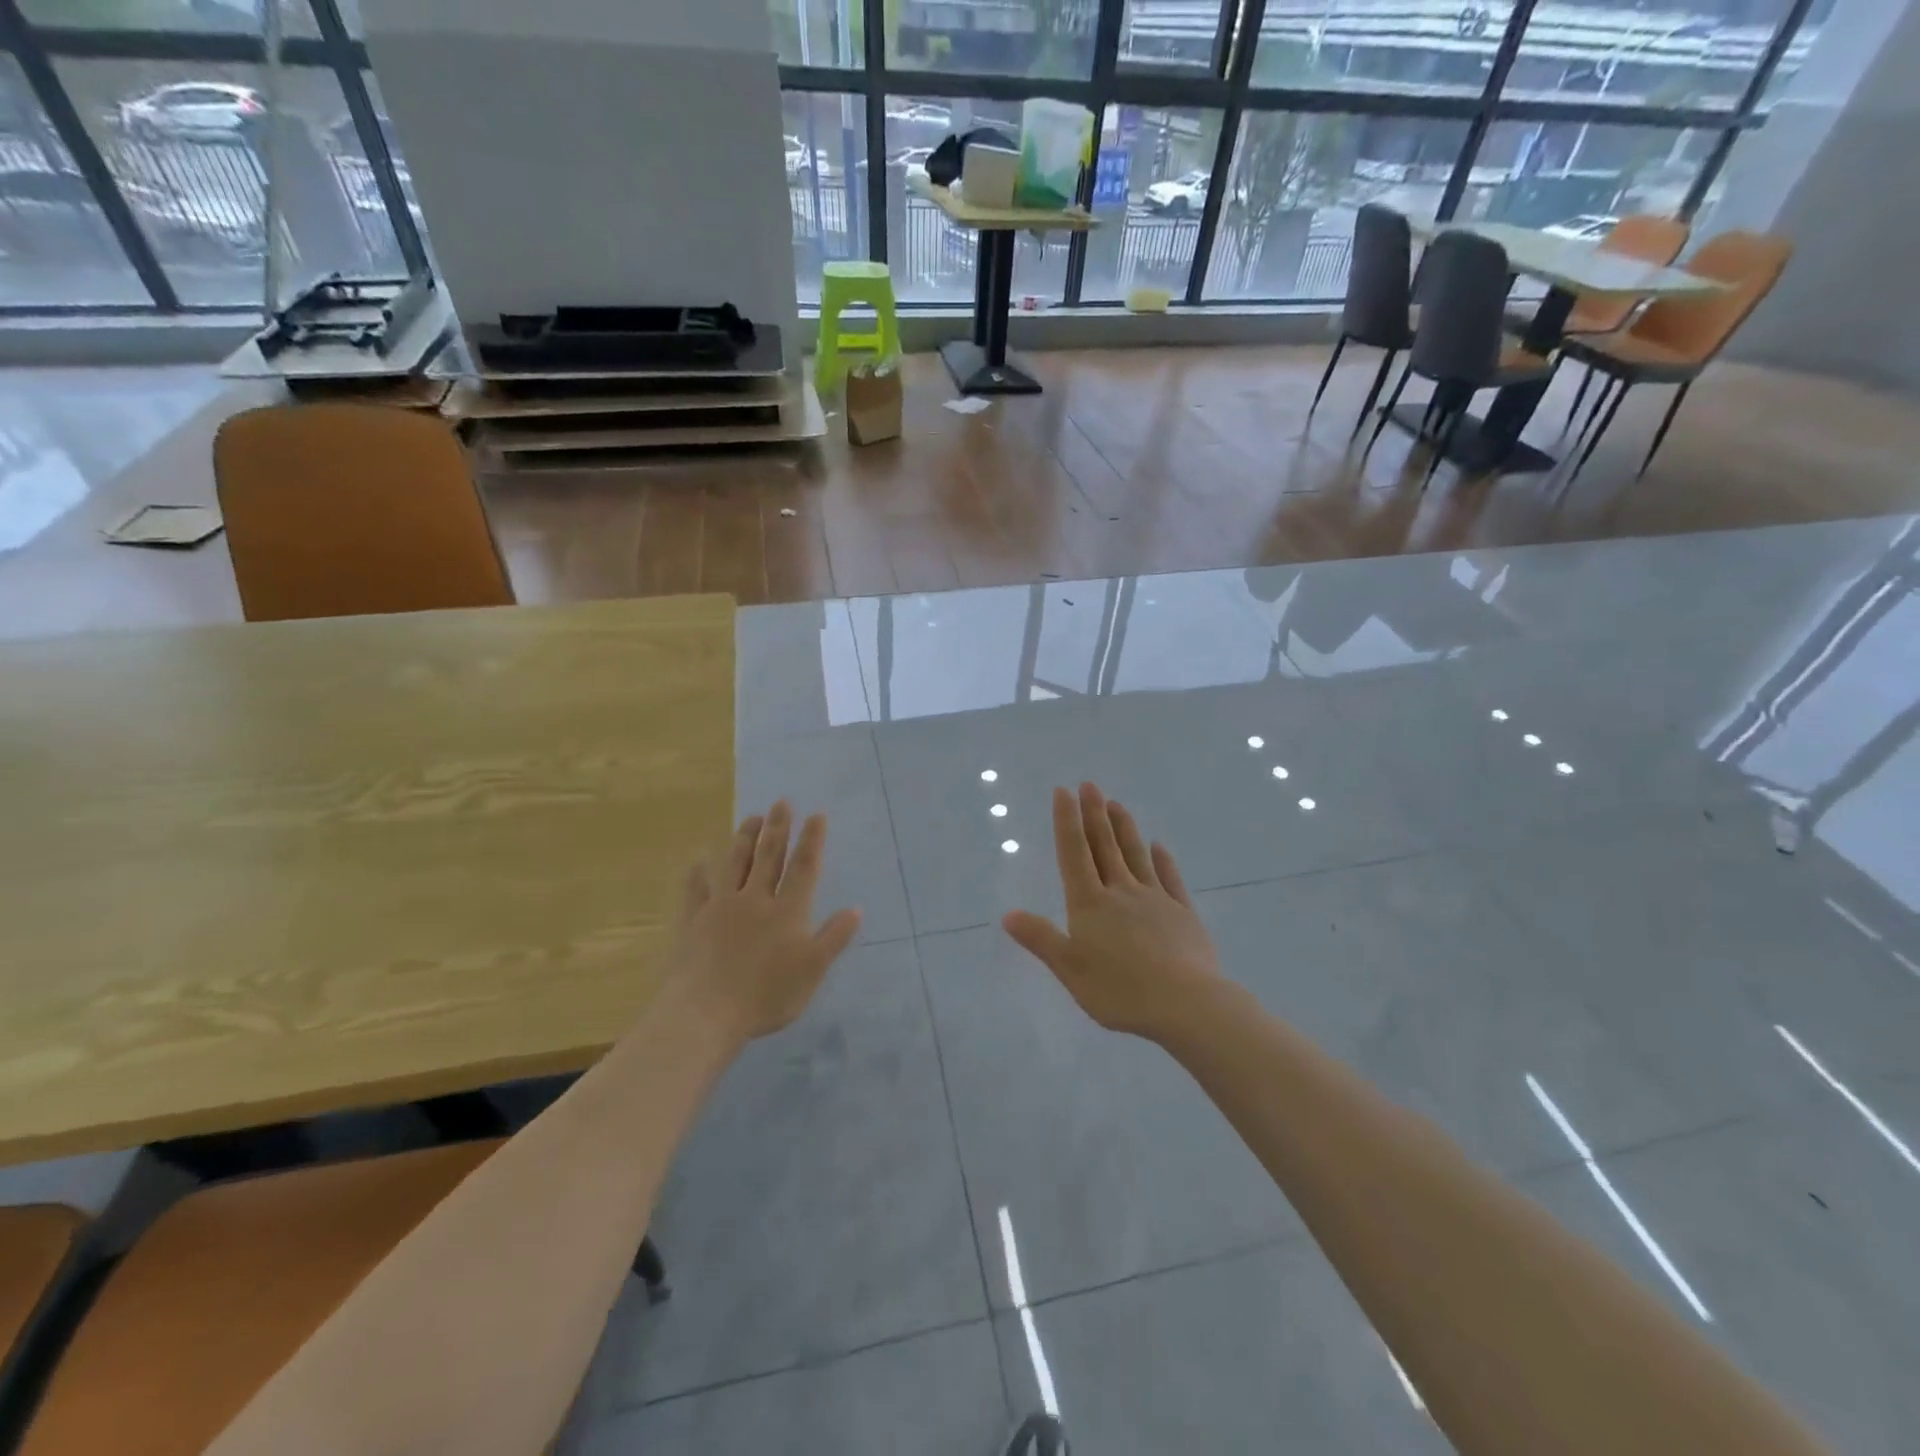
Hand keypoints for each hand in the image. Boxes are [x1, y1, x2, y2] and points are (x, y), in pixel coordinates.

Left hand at [665, 801, 861, 1043]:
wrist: (705, 1013)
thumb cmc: (766, 996)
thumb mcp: (812, 971)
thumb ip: (833, 938)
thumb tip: (856, 909)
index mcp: (787, 912)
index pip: (803, 868)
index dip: (811, 841)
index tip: (816, 815)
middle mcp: (755, 900)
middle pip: (768, 857)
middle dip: (778, 828)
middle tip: (781, 803)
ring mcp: (721, 908)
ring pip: (734, 865)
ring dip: (744, 839)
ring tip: (751, 818)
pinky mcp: (694, 921)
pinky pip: (696, 890)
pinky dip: (699, 873)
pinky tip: (699, 860)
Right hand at [1002, 782, 1223, 1041]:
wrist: (1186, 1004)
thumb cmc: (1120, 991)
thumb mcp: (1070, 969)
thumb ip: (1041, 939)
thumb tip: (1007, 914)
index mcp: (1090, 904)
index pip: (1074, 853)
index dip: (1066, 821)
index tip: (1063, 791)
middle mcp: (1121, 892)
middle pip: (1105, 846)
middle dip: (1094, 814)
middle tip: (1090, 784)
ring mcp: (1155, 899)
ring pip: (1135, 855)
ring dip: (1124, 828)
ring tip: (1117, 804)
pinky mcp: (1182, 913)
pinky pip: (1169, 878)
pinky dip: (1162, 860)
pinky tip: (1158, 847)